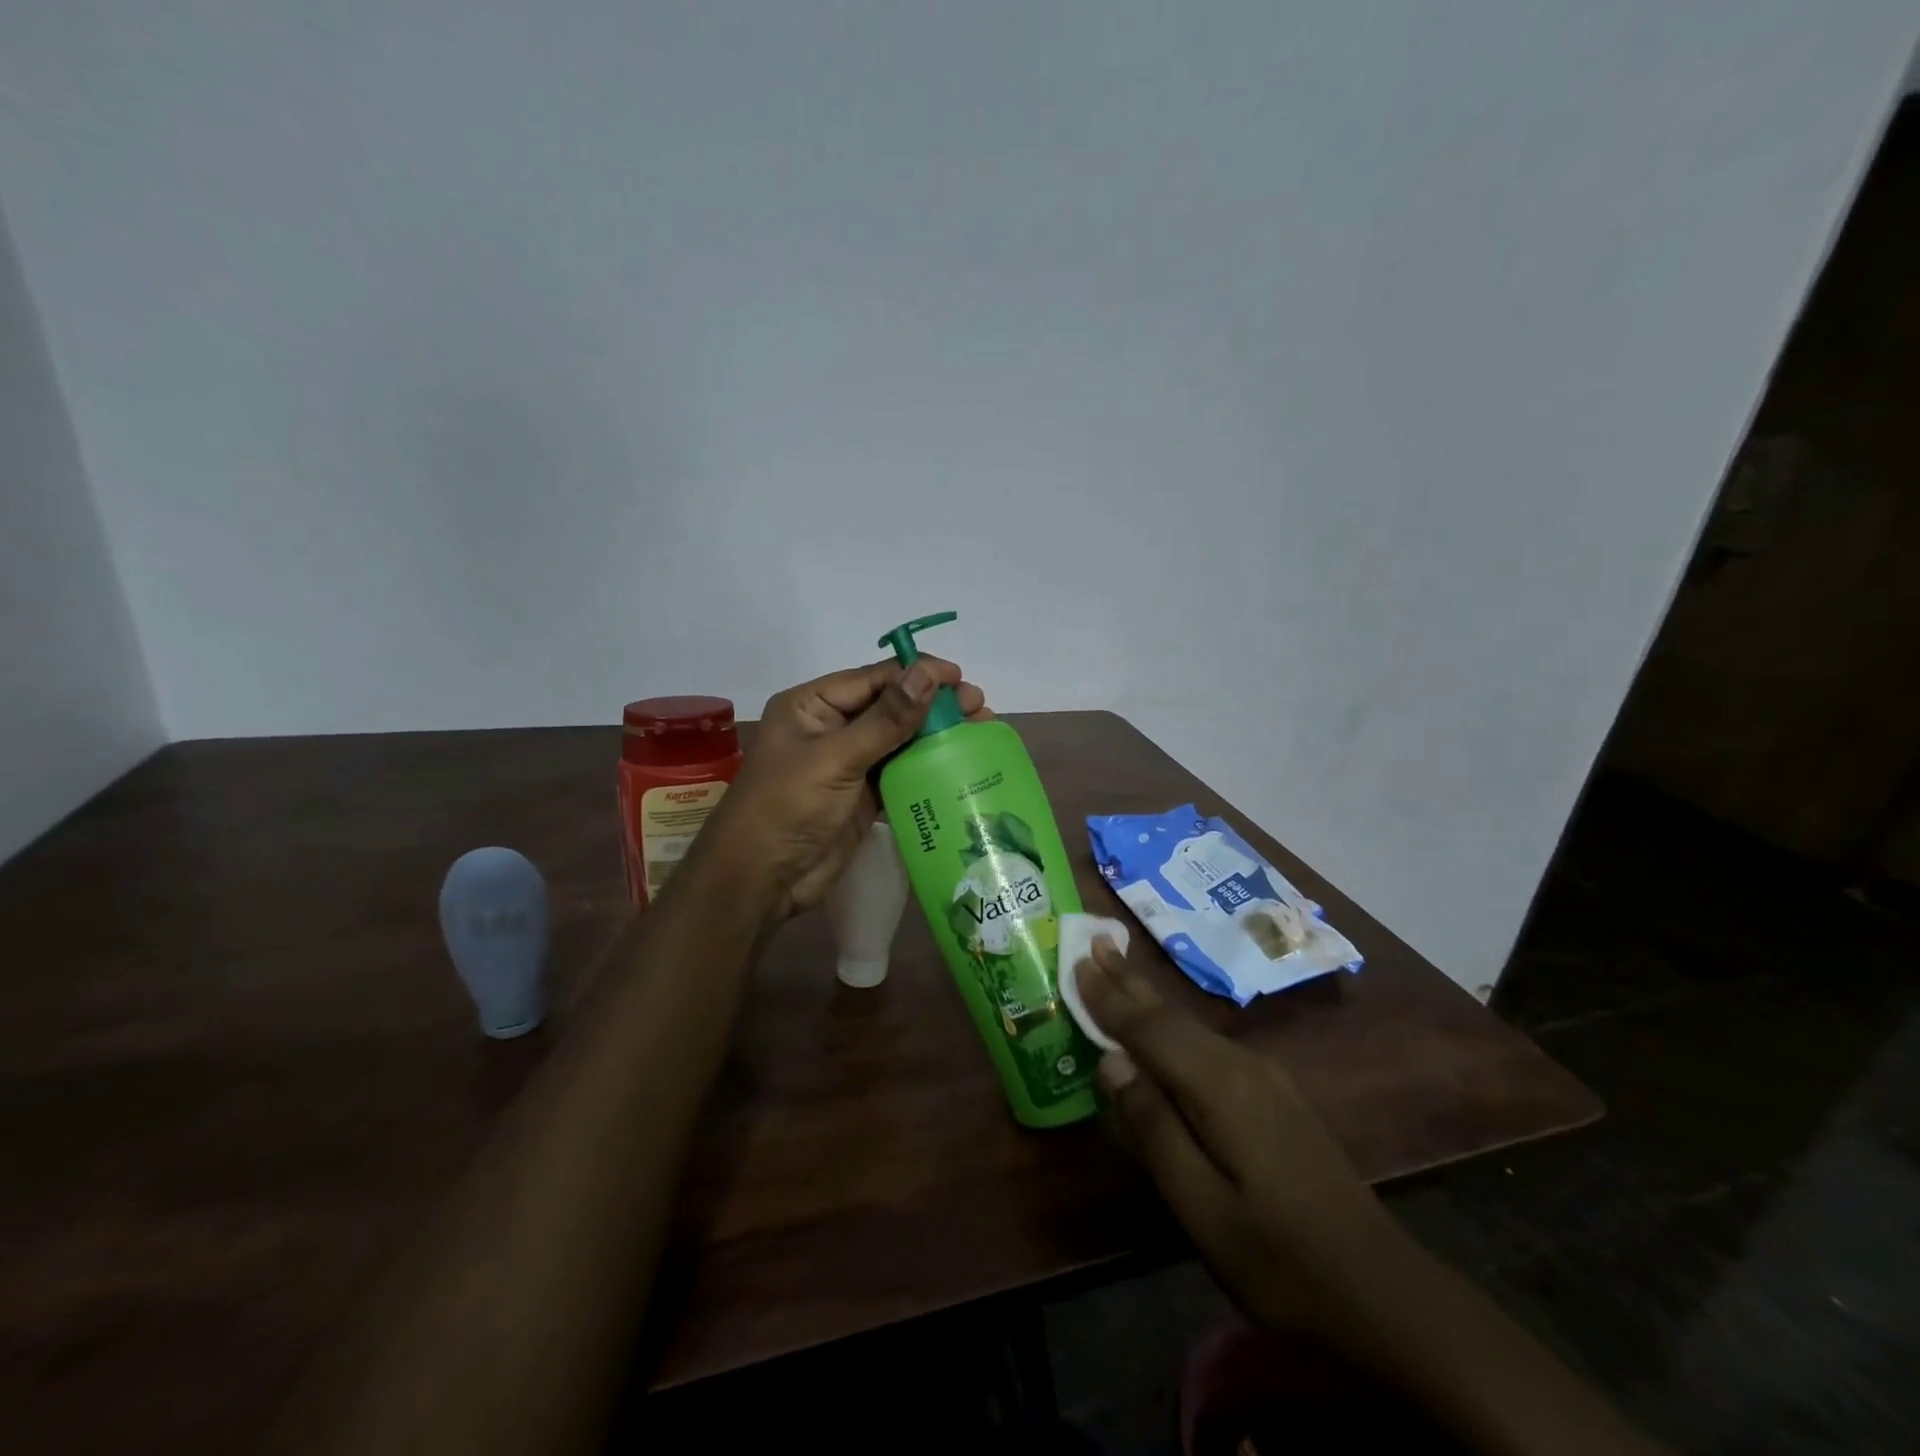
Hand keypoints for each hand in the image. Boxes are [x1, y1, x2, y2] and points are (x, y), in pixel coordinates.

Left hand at [703, 657, 988, 924]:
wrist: (762, 879)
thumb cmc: (789, 806)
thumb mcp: (836, 757)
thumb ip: (886, 719)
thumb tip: (927, 674)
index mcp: (812, 706)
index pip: (874, 679)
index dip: (918, 675)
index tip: (961, 679)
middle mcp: (830, 727)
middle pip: (891, 707)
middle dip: (934, 705)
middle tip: (980, 708)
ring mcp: (847, 763)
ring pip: (899, 740)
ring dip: (936, 736)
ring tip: (980, 731)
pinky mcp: (862, 796)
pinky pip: (899, 773)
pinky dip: (927, 768)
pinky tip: (959, 764)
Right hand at [1076, 938, 1398, 1332]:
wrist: (1384, 1295)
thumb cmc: (1280, 1261)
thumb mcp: (1202, 1209)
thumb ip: (1154, 1128)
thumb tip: (1111, 1062)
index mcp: (1220, 1088)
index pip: (1150, 1029)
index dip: (1109, 997)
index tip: (1076, 961)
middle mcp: (1242, 1067)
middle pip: (1171, 1015)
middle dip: (1129, 979)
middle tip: (1093, 940)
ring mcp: (1264, 1079)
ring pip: (1191, 1026)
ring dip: (1148, 997)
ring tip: (1117, 968)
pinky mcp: (1274, 1096)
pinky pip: (1208, 1044)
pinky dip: (1172, 1025)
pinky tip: (1163, 1027)